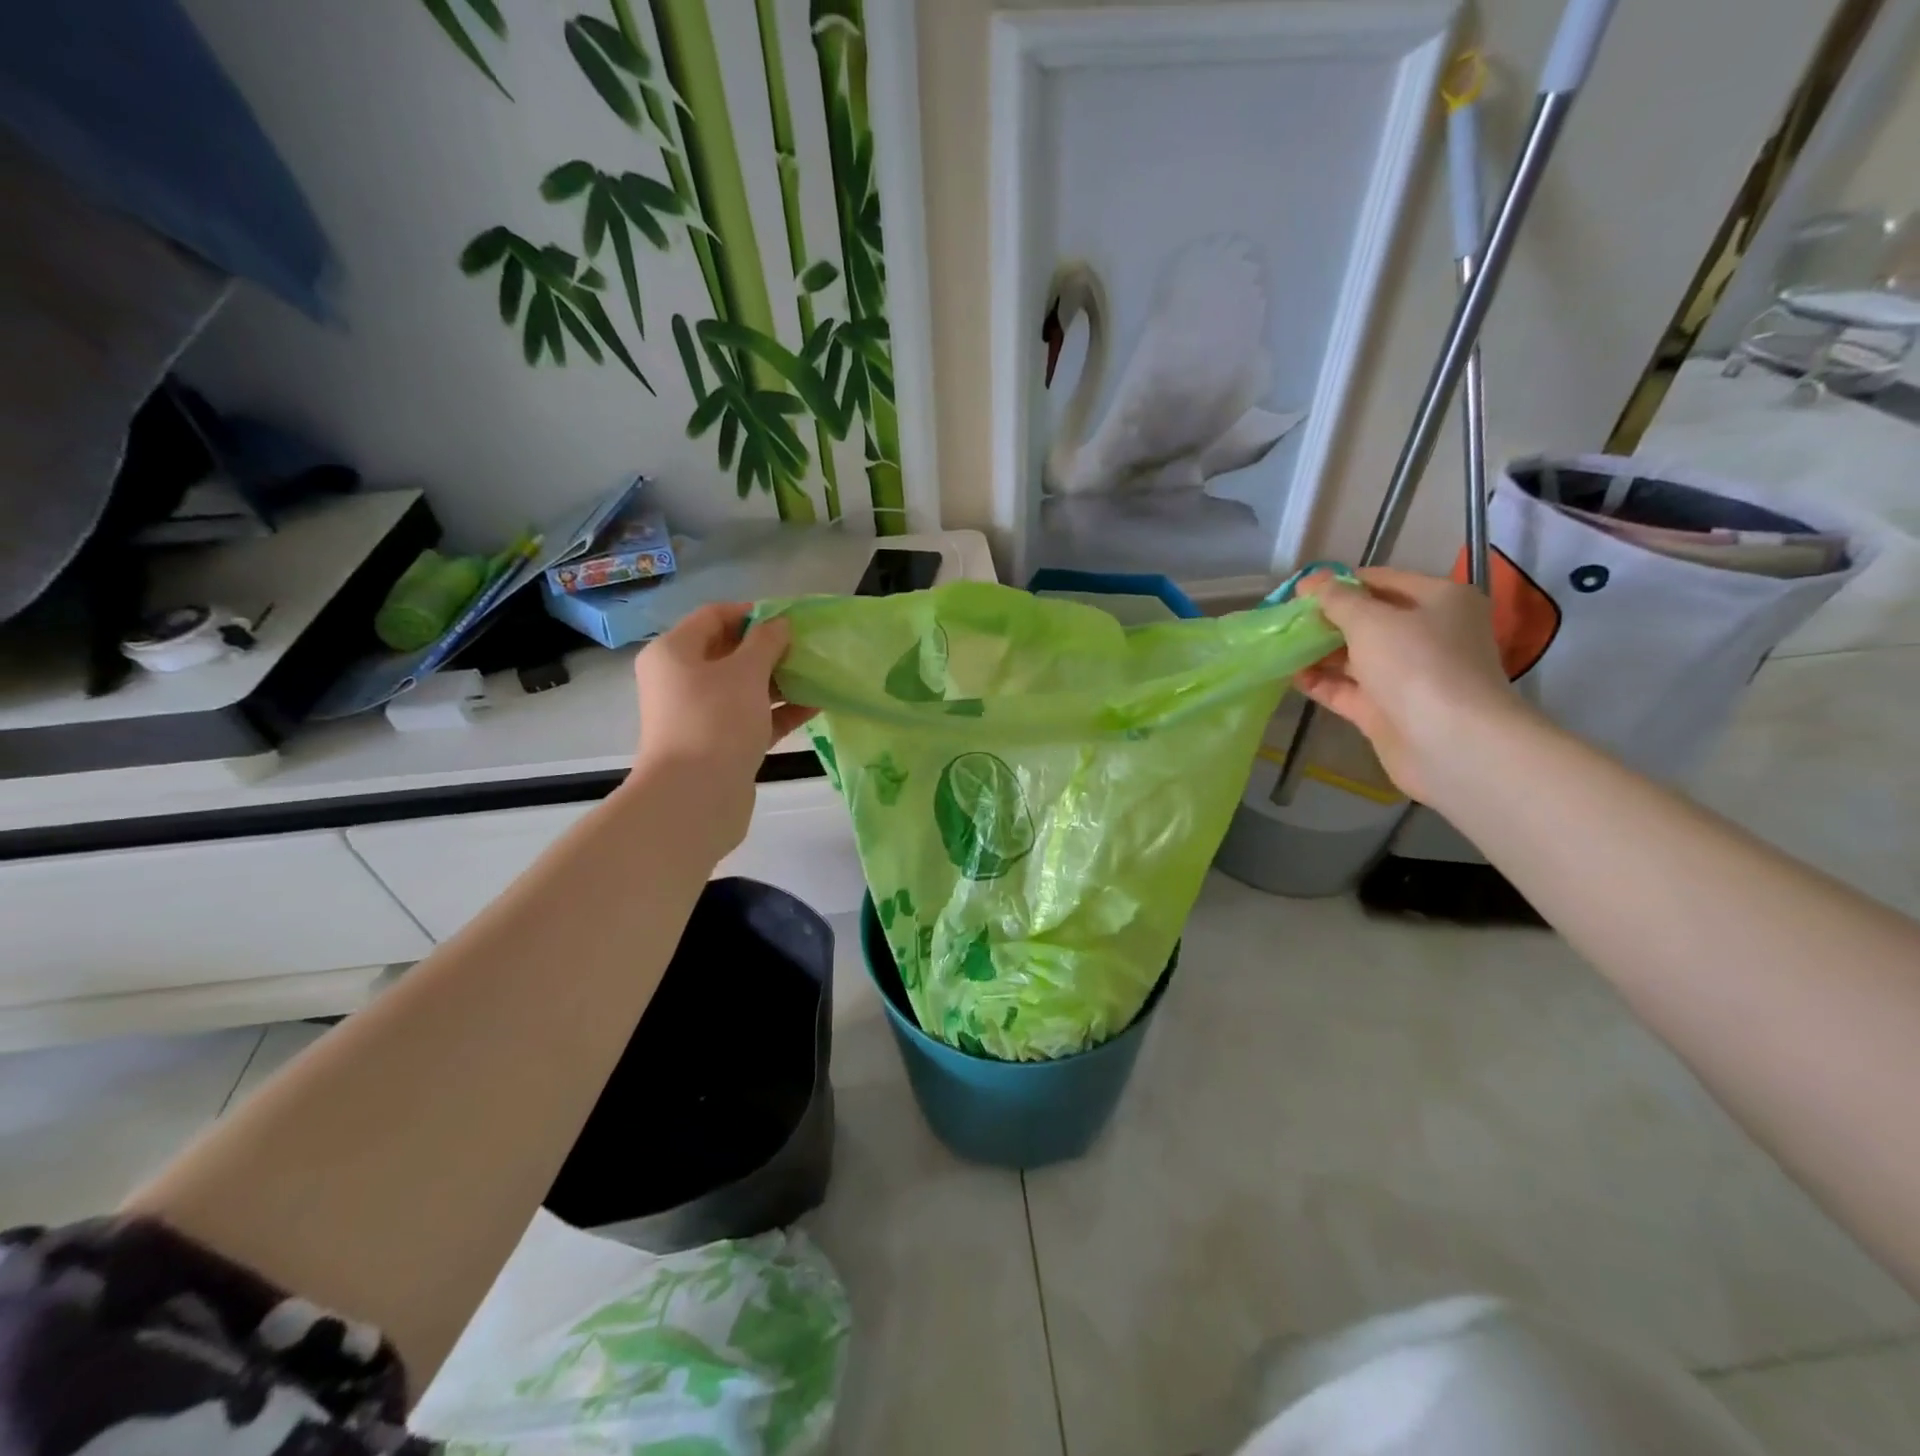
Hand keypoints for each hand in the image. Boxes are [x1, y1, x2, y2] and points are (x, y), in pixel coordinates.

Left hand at [630, 603, 815, 850]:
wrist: (695, 798)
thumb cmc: (715, 720)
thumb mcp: (745, 672)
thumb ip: (766, 642)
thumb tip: (780, 624)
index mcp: (674, 653)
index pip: (714, 616)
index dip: (752, 613)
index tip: (790, 619)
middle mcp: (681, 681)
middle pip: (729, 653)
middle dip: (770, 649)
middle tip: (808, 647)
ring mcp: (700, 715)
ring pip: (744, 688)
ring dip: (780, 680)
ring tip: (818, 674)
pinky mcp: (721, 745)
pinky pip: (753, 718)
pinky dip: (780, 711)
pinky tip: (815, 705)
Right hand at [1294, 567, 1532, 803]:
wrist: (1450, 743)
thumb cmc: (1417, 665)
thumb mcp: (1372, 621)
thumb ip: (1336, 599)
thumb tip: (1311, 581)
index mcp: (1439, 601)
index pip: (1381, 581)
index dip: (1338, 583)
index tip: (1297, 592)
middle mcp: (1427, 634)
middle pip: (1367, 620)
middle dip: (1325, 620)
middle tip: (1284, 622)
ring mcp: (1407, 675)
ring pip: (1355, 656)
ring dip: (1318, 652)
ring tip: (1279, 647)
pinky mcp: (1387, 710)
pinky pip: (1348, 689)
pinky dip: (1321, 682)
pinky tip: (1289, 675)